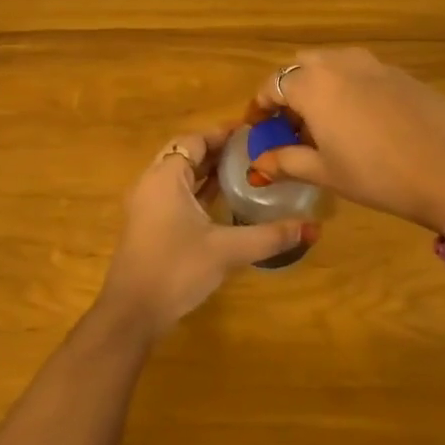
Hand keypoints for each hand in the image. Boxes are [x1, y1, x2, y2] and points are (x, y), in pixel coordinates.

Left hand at [98, 127, 317, 338]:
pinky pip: (174, 194)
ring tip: (243, 170)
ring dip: (205, 170)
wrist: (132, 312)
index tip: (253, 133)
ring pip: (178, 175)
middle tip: (251, 151)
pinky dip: (196, 190)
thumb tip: (312, 228)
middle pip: (184, 153)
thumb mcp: (227, 251)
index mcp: (166, 177)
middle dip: (216, 150)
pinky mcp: (147, 225)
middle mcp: (152, 183)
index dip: (222, 134)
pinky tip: (221, 201)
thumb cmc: (176, 269)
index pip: (194, 140)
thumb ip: (269, 236)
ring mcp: (146, 205)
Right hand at [246, 49, 444, 231]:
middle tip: (293, 125)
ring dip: (321, 85)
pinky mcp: (404, 75)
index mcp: (313, 85)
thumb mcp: (326, 172)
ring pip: (334, 64)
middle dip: (291, 90)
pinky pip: (364, 73)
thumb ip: (287, 162)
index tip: (259, 128)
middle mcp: (340, 64)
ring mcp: (376, 65)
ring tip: (328, 123)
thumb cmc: (377, 175)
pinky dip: (351, 89)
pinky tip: (365, 123)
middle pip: (302, 66)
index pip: (272, 84)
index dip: (260, 106)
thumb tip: (259, 164)